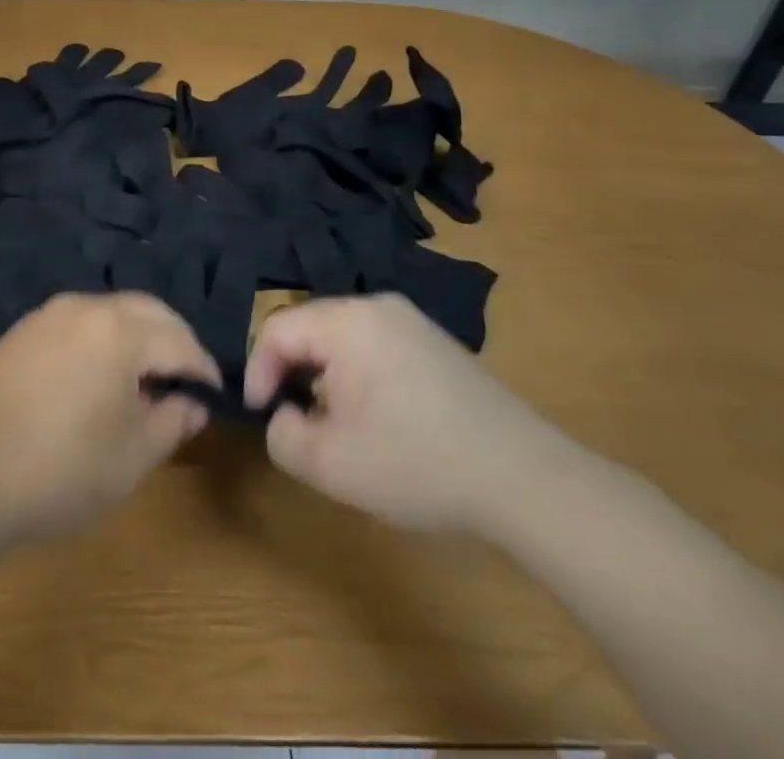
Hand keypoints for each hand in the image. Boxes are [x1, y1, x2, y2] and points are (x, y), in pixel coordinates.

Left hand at [0, 292, 219, 546]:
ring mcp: (49, 315)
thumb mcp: (131, 458)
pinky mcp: (22, 330)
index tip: (213, 395)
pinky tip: (97, 376)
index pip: (180, 341)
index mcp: (120, 331)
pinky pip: (79, 322)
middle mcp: (86, 308)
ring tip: (144, 379)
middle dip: (174, 340)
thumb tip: (192, 403)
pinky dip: (103, 339)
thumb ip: (172, 422)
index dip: (202, 369)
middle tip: (184, 380)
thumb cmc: (58, 471)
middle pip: (148, 311)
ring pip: (112, 311)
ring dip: (138, 336)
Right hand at [244, 293, 580, 534]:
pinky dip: (357, 374)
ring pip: (341, 337)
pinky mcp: (433, 341)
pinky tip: (377, 418)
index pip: (278, 328)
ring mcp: (411, 320)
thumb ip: (283, 435)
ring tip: (332, 423)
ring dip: (324, 375)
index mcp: (348, 321)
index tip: (261, 415)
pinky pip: (374, 345)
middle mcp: (377, 306)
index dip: (258, 370)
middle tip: (294, 420)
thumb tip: (284, 414)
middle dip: (291, 372)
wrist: (525, 478)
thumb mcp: (332, 465)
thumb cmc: (419, 465)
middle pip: (310, 327)